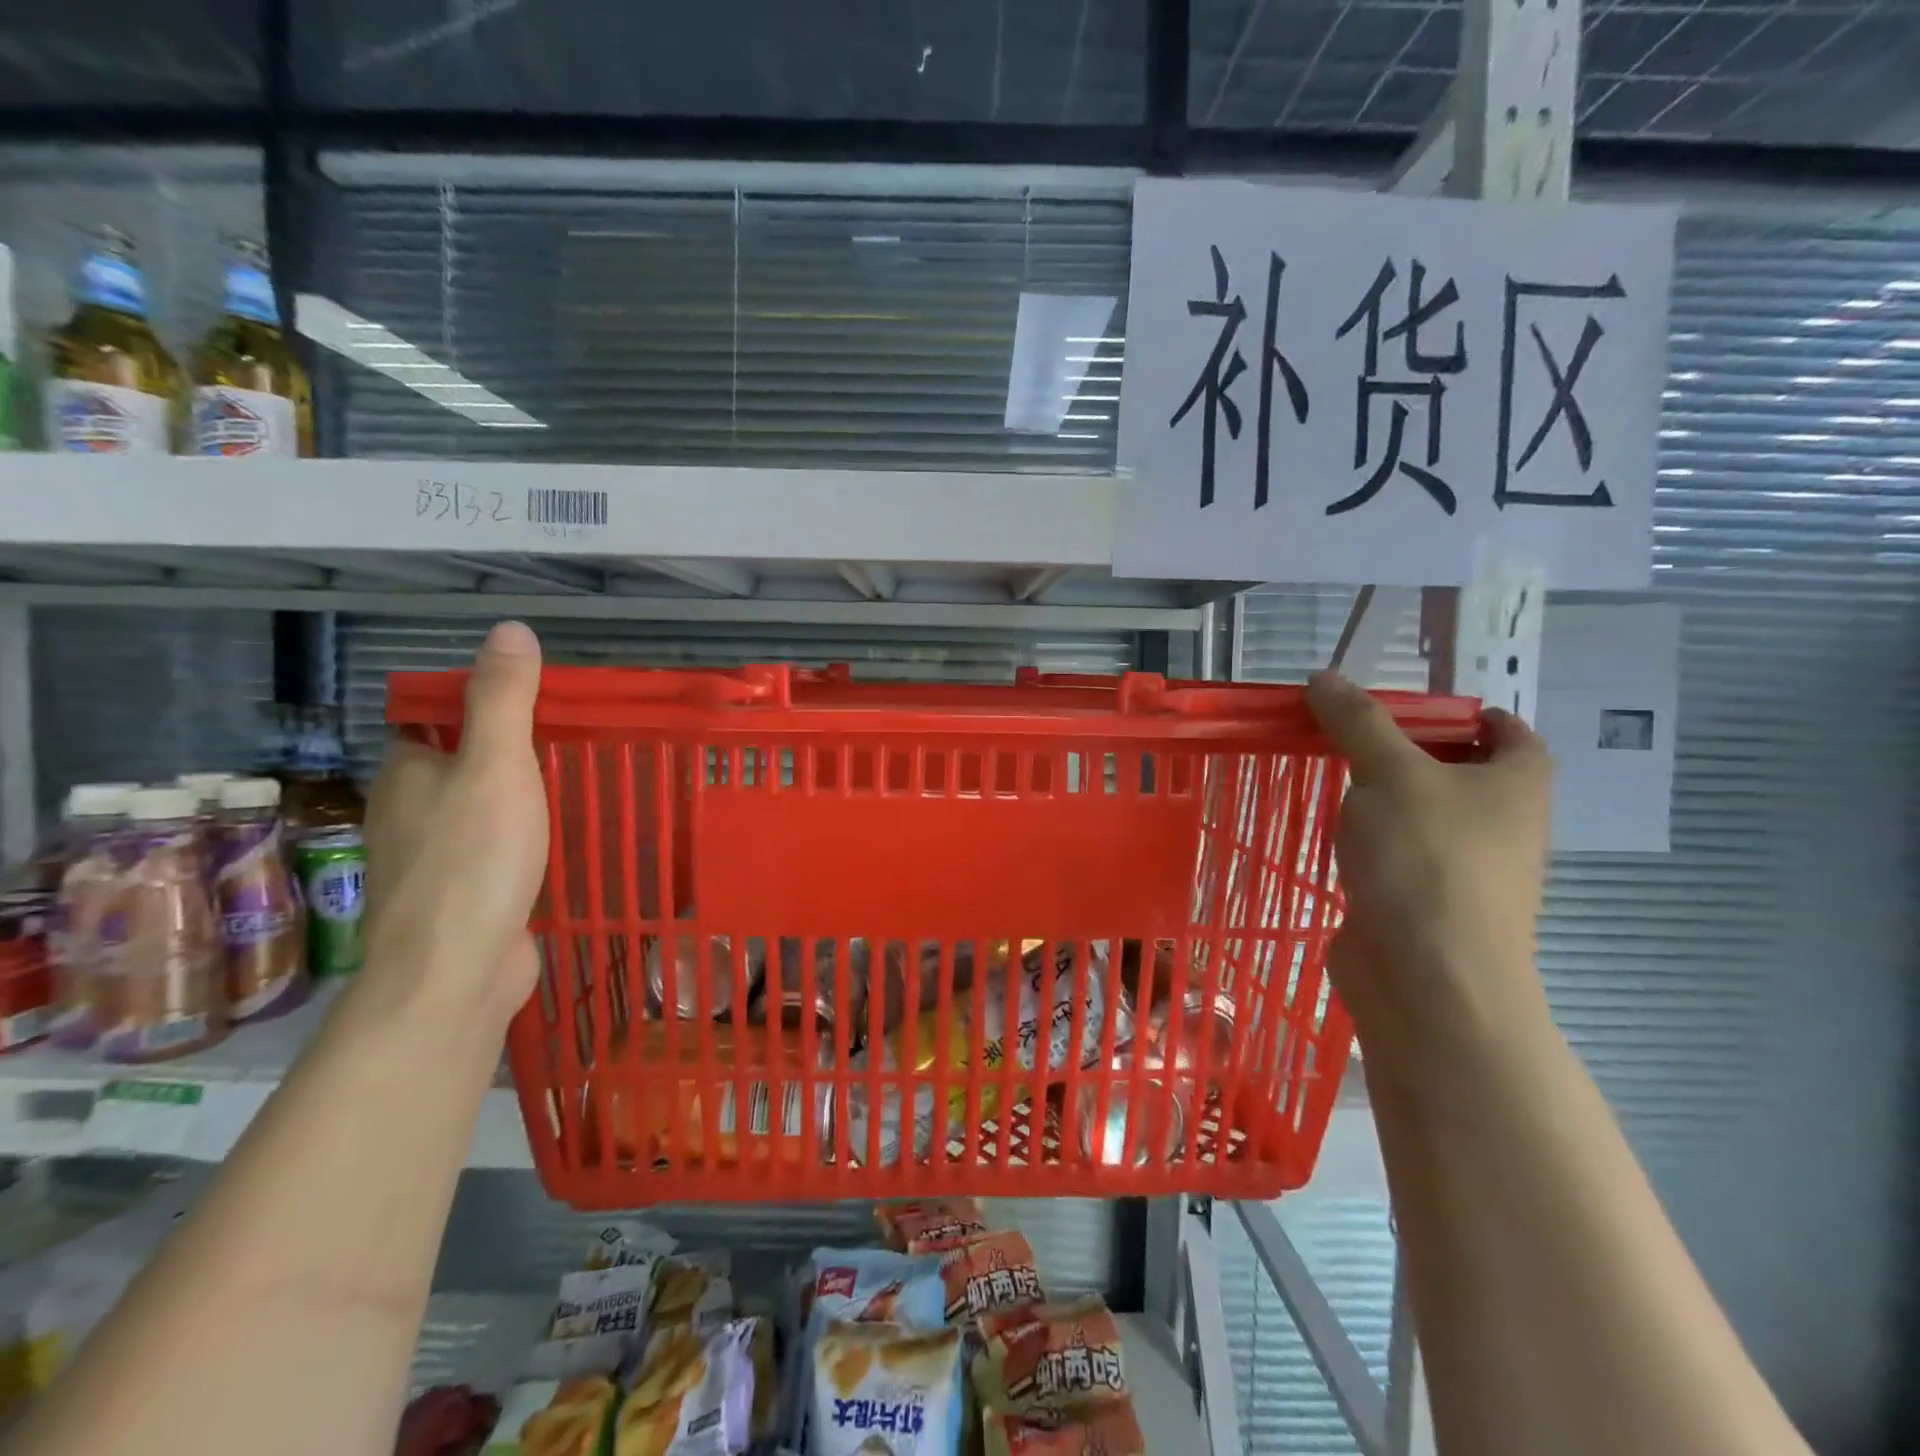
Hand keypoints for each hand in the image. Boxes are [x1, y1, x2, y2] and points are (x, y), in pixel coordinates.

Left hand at [359, 621, 549, 1032]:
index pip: (433, 717)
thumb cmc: (472, 860)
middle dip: (509, 748)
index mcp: (406, 771)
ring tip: (579, 782)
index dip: (480, 701)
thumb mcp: (495, 766)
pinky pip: (495, 849)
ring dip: (520, 795)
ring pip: (480, 808)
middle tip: (574, 737)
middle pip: (460, 761)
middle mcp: (410, 810)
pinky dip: (523, 837)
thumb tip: (510, 629)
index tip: (540, 699)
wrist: (454, 972)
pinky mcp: (463, 895)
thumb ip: (502, 700)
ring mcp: (435, 857)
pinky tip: (561, 841)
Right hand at [1306, 670, 1555, 1071]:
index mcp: (1518, 783)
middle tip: (1348, 734)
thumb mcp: (1389, 772)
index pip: (1506, 729)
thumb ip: (1356, 721)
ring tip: (1329, 776)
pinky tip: (1334, 834)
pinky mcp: (1425, 903)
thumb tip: (1323, 677)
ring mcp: (1465, 869)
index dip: (1461, 711)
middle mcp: (1503, 824)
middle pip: (1458, 769)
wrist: (1428, 979)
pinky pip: (1399, 854)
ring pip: (1423, 814)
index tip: (1402, 706)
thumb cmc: (1425, 860)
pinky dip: (1371, 839)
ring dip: (1383, 796)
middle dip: (1406, 749)